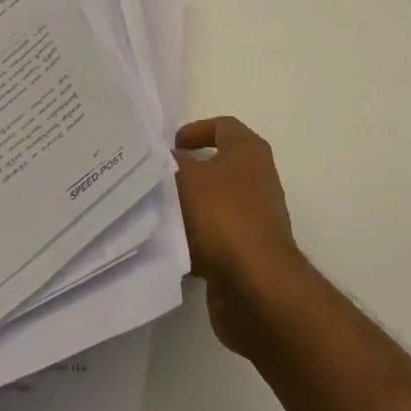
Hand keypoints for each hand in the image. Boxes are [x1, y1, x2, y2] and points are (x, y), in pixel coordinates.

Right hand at [175, 116, 303, 354]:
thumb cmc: (223, 216)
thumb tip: (168, 157)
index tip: (168, 146)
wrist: (256, 285)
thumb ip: (172, 162)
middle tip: (153, 179)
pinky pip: (214, 238)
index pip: (222, 126)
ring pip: (213, 204)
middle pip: (217, 166)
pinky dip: (193, 240)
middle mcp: (257, 178)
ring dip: (187, 209)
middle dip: (186, 172)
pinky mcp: (247, 251)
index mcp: (249, 150)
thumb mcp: (187, 178)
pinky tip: (169, 247)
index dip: (195, 130)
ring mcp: (254, 216)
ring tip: (154, 213)